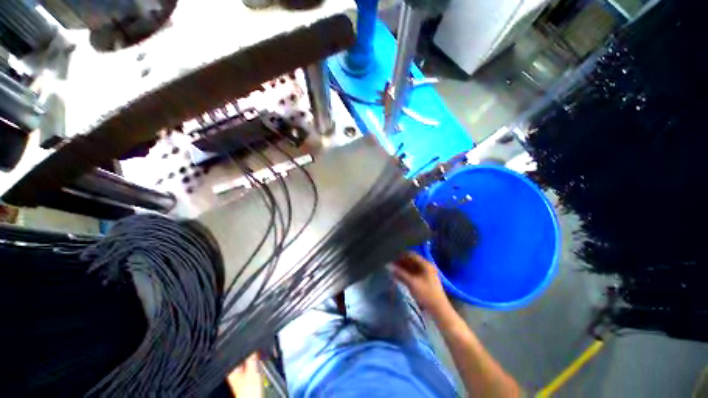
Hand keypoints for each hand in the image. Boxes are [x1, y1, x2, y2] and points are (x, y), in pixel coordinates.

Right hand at [393, 252, 450, 316]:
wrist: (439, 309)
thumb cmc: (426, 294)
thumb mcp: (412, 283)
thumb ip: (400, 273)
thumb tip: (388, 266)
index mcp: (425, 264)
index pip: (411, 255)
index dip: (401, 256)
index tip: (392, 260)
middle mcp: (427, 266)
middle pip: (412, 261)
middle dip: (401, 263)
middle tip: (392, 267)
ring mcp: (427, 273)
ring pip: (413, 267)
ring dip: (403, 269)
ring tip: (394, 272)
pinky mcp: (426, 280)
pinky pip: (415, 273)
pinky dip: (407, 273)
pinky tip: (400, 277)